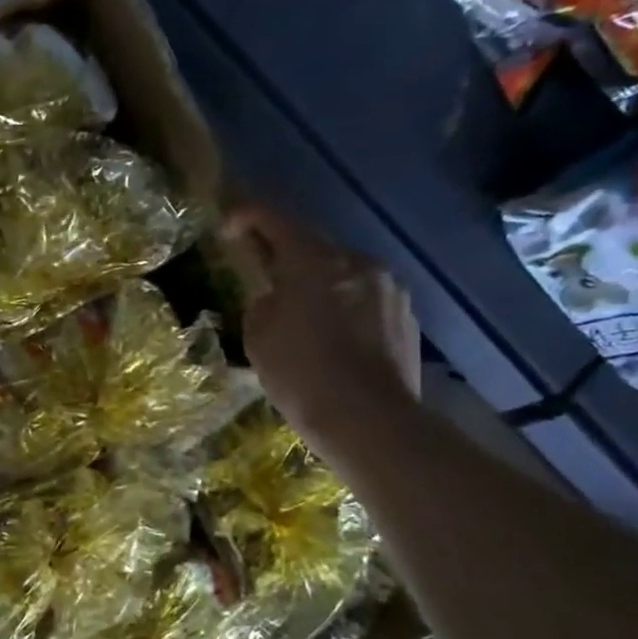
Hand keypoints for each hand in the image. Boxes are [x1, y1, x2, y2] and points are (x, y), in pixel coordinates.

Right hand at [221, 204, 418, 451]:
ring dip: (319, 280)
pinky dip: (344, 304)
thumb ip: (263, 303)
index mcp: (313, 261)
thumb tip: (274, 296)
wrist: (370, 421)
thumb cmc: (301, 376)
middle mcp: (356, 261)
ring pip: (343, 270)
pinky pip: (366, 296)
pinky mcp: (406, 314)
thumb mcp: (258, 338)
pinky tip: (334, 335)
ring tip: (302, 310)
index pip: (276, 220)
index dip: (249, 217)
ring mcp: (388, 286)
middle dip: (286, 253)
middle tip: (265, 272)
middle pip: (314, 243)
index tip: (230, 227)